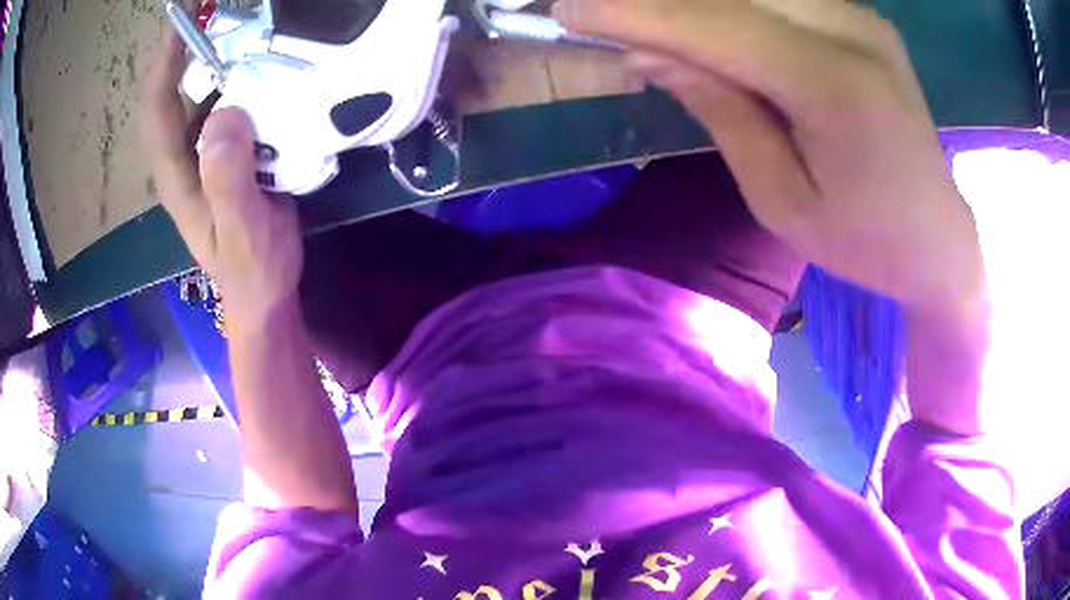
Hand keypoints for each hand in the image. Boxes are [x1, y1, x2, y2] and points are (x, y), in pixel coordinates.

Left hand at [142, 30, 302, 328]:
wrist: (265, 293)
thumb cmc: (251, 270)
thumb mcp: (241, 232)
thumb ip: (227, 180)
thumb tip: (225, 114)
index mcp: (177, 173)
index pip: (159, 107)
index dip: (166, 60)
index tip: (185, 19)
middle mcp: (185, 155)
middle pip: (178, 90)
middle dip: (196, 46)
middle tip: (227, 11)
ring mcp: (207, 152)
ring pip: (207, 93)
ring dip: (225, 57)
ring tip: (255, 27)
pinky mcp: (230, 152)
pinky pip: (233, 104)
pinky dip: (248, 80)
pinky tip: (272, 66)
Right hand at [569, 0, 984, 309]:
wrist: (939, 238)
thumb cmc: (866, 242)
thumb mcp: (782, 201)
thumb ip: (721, 112)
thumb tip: (652, 52)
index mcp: (837, 87)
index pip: (717, 25)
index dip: (636, 13)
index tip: (568, 11)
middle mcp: (853, 31)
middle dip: (656, 1)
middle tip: (599, 15)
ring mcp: (860, 16)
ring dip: (692, 4)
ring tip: (651, 31)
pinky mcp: (860, 17)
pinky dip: (729, 6)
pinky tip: (704, 29)